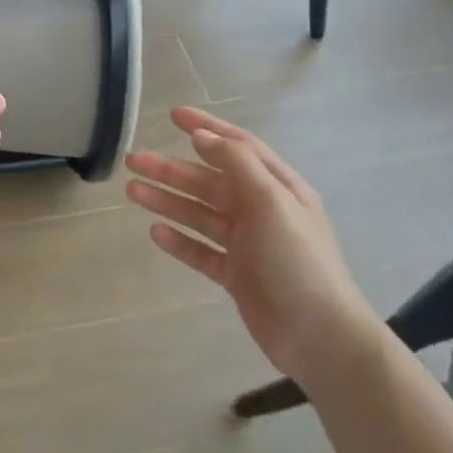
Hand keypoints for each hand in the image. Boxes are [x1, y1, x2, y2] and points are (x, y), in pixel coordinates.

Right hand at [126, 107, 380, 388]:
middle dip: (171, 169)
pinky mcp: (236, 274)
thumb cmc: (298, 260)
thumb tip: (202, 135)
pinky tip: (155, 232)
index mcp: (276, 186)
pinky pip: (200, 250)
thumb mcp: (272, 202)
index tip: (173, 115)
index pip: (237, 146)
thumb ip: (236, 164)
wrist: (320, 338)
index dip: (206, 127)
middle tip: (134, 161)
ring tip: (132, 192)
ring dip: (167, 200)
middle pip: (208, 181)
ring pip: (199, 214)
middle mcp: (260, 209)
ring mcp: (247, 243)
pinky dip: (179, 240)